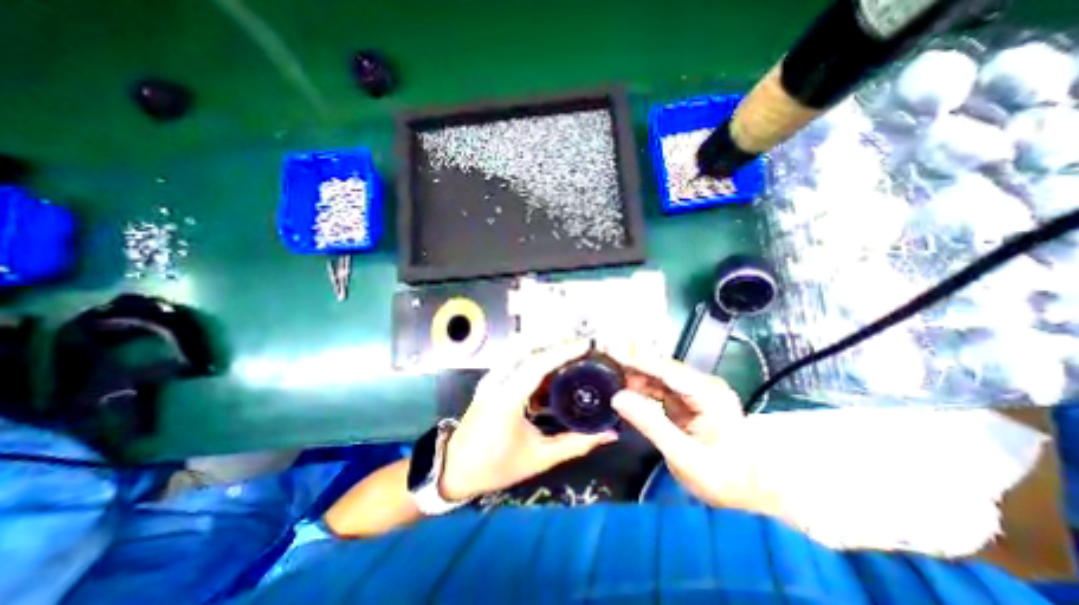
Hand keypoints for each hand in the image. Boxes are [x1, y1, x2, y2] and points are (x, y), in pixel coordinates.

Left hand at [436, 340, 614, 501]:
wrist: (454, 468)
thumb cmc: (496, 466)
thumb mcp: (539, 457)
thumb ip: (575, 444)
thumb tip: (608, 434)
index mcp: (506, 399)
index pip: (537, 364)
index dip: (563, 351)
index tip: (585, 344)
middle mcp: (497, 381)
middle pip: (528, 348)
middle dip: (556, 342)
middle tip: (581, 345)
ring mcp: (491, 378)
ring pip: (520, 350)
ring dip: (545, 346)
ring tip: (569, 351)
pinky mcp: (491, 380)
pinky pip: (514, 359)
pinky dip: (534, 356)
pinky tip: (550, 366)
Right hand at [606, 348, 774, 511]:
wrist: (751, 492)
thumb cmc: (724, 479)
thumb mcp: (684, 456)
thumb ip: (650, 424)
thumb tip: (618, 398)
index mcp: (709, 394)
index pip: (665, 370)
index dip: (635, 360)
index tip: (609, 352)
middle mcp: (703, 384)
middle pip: (660, 367)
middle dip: (631, 363)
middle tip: (603, 359)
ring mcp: (696, 390)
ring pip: (658, 375)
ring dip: (633, 373)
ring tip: (608, 372)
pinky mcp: (688, 398)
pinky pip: (659, 386)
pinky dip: (641, 386)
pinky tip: (624, 386)